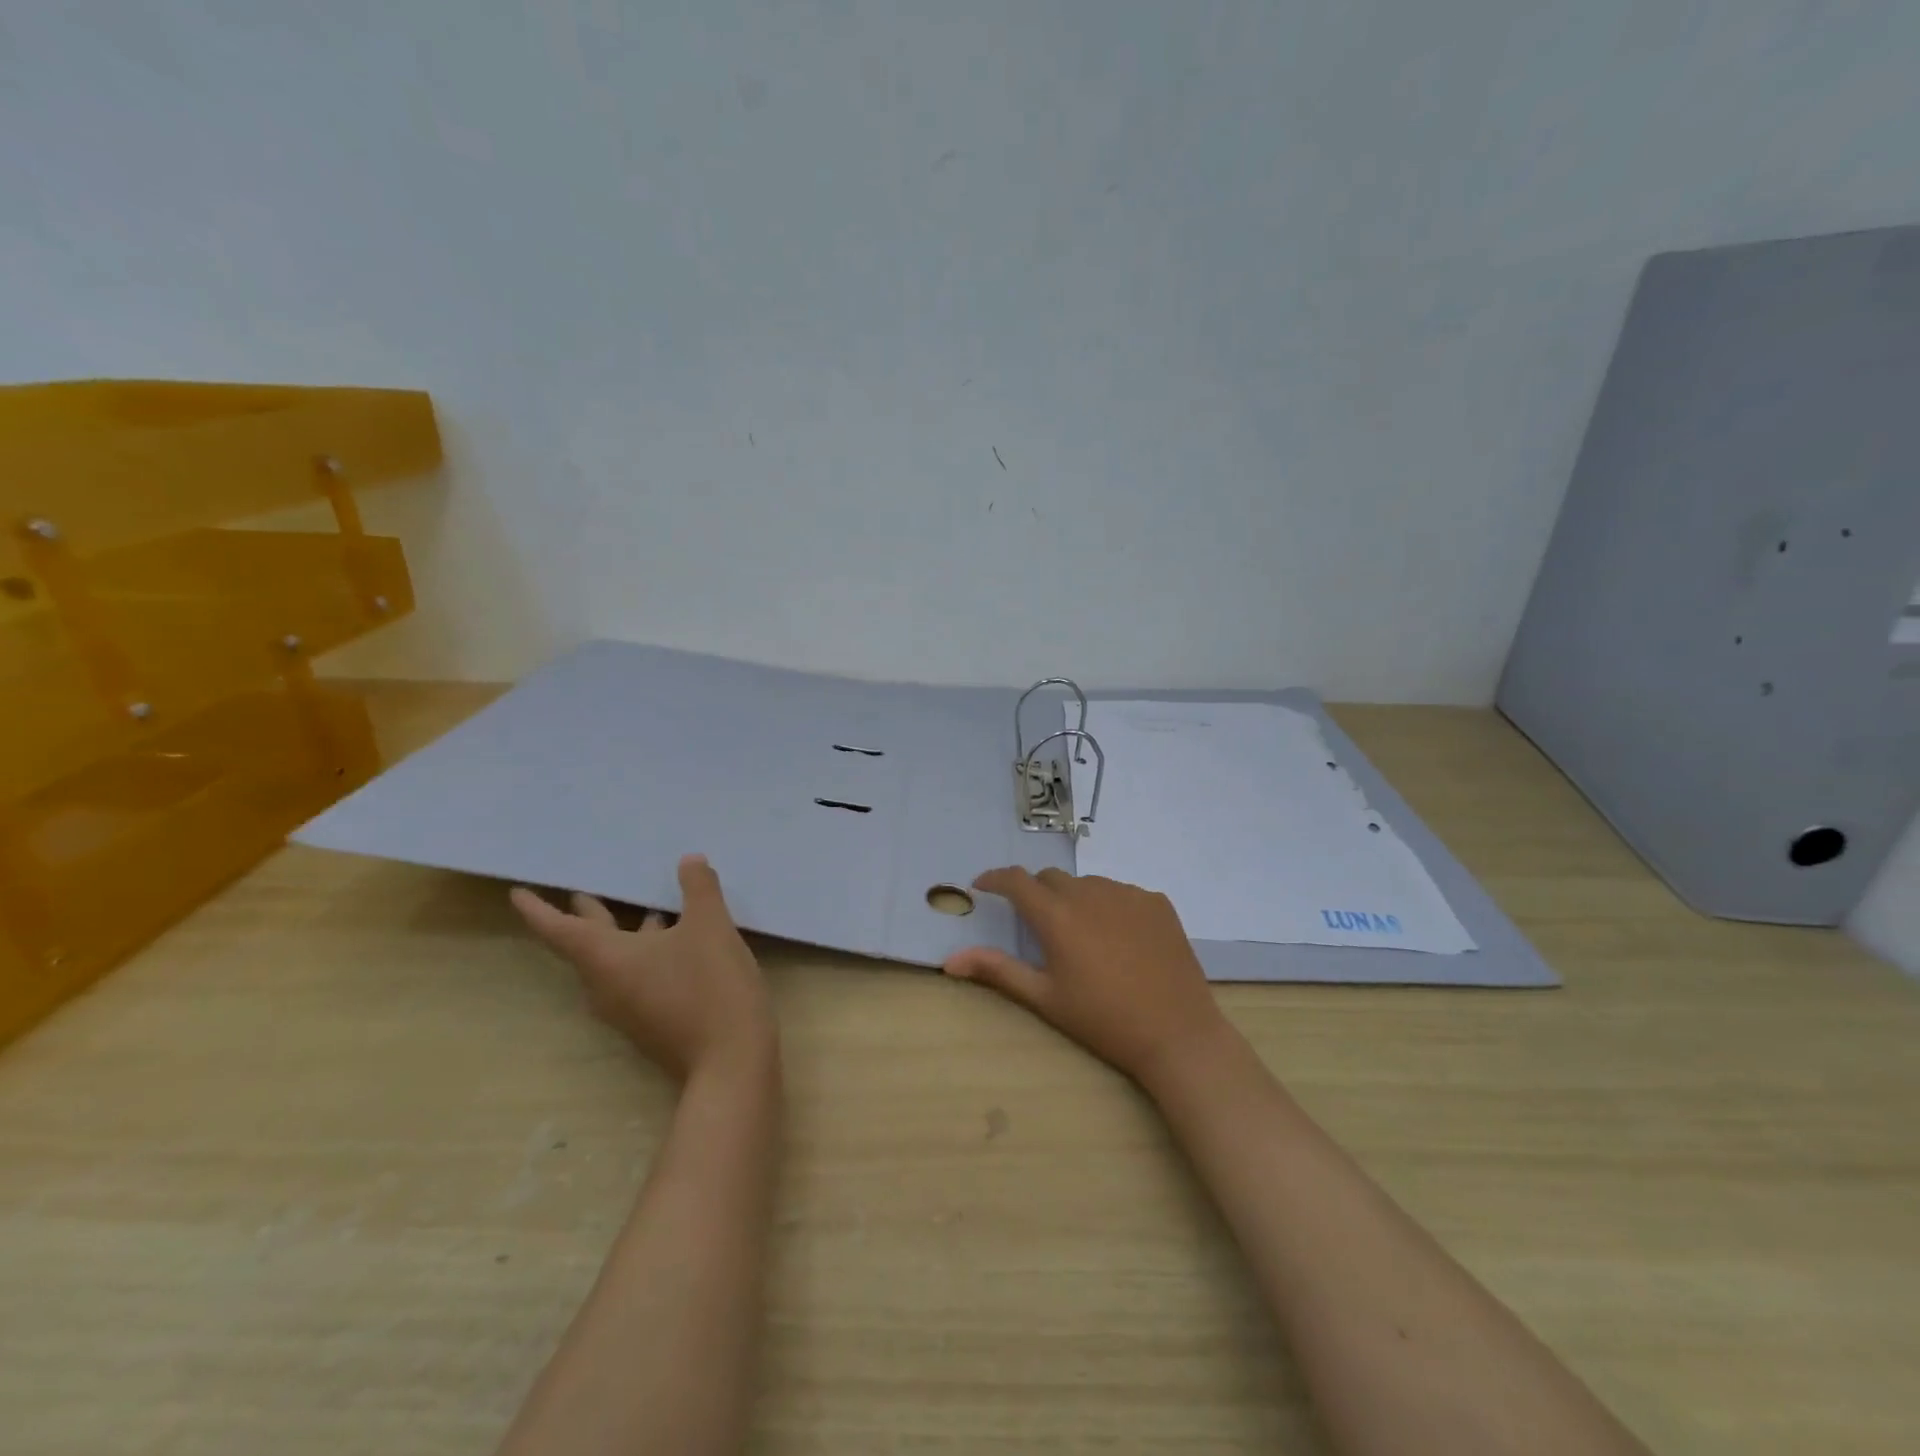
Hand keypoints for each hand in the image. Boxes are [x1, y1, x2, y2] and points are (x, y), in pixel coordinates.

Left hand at [510, 855, 772, 1081]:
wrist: (730, 1059)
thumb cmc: (710, 986)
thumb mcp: (711, 925)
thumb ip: (699, 888)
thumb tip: (689, 861)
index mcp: (607, 959)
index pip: (559, 929)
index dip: (537, 909)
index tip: (517, 893)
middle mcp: (606, 985)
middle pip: (586, 944)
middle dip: (586, 916)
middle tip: (582, 890)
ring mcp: (628, 1008)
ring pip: (615, 961)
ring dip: (625, 933)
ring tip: (648, 908)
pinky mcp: (651, 1020)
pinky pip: (636, 976)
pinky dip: (646, 952)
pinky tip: (679, 940)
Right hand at [944, 868, 1234, 1087]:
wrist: (1176, 1034)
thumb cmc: (1102, 1020)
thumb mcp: (1044, 998)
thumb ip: (996, 970)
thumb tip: (949, 960)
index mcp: (1058, 916)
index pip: (1017, 881)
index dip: (995, 878)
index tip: (982, 885)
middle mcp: (1090, 893)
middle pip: (1051, 879)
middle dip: (1036, 893)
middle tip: (1038, 925)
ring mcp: (1128, 893)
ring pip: (1087, 884)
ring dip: (1074, 899)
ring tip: (1083, 937)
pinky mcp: (1157, 901)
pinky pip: (1121, 892)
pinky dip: (1110, 906)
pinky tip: (1119, 939)